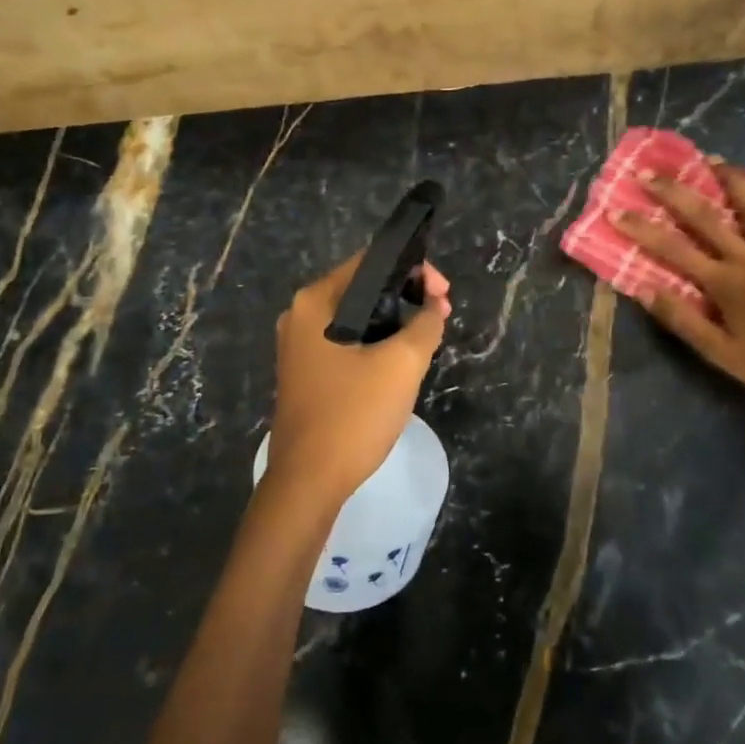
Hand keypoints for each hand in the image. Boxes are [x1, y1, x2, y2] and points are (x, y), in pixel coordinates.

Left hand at [265, 253, 451, 511]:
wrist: (309, 481)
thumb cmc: (353, 414)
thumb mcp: (402, 364)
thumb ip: (425, 324)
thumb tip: (433, 307)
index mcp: (315, 302)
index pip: (370, 262)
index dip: (414, 269)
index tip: (444, 294)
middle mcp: (300, 316)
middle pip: (364, 288)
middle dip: (407, 296)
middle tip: (442, 314)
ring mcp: (300, 347)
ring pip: (358, 318)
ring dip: (395, 321)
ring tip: (429, 336)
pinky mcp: (307, 373)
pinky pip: (348, 343)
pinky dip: (377, 343)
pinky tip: (401, 360)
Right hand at [612, 164, 744, 406]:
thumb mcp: (719, 353)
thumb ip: (683, 320)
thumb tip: (645, 289)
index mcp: (724, 283)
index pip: (673, 250)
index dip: (643, 229)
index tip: (618, 210)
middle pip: (707, 217)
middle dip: (674, 192)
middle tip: (650, 172)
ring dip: (732, 180)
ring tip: (715, 160)